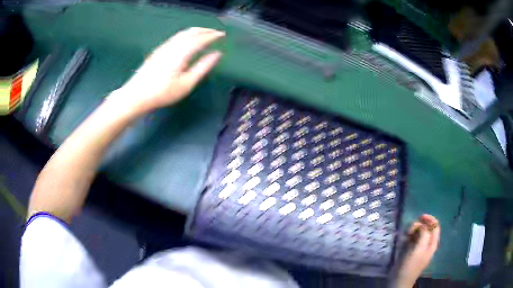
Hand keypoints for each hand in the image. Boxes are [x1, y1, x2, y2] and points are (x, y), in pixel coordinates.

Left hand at [109, 27, 224, 115]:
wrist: (137, 94)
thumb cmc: (163, 92)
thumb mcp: (186, 84)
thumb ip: (203, 67)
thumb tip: (217, 54)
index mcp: (182, 52)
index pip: (200, 38)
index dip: (212, 35)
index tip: (222, 35)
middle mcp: (173, 45)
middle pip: (191, 32)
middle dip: (205, 30)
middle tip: (215, 33)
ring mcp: (164, 47)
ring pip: (182, 33)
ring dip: (195, 31)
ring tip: (204, 34)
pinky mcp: (158, 50)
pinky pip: (176, 37)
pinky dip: (186, 35)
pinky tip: (187, 40)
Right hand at [396, 214, 439, 287]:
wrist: (398, 280)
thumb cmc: (410, 265)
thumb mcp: (419, 249)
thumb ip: (424, 235)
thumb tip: (422, 225)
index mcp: (432, 243)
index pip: (435, 226)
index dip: (429, 219)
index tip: (420, 216)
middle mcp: (427, 244)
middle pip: (426, 228)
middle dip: (418, 226)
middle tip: (409, 230)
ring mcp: (418, 247)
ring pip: (417, 232)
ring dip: (411, 231)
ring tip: (405, 236)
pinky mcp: (410, 250)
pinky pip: (410, 239)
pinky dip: (407, 237)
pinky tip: (402, 241)